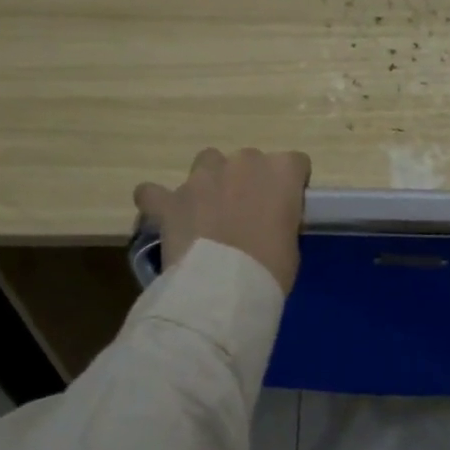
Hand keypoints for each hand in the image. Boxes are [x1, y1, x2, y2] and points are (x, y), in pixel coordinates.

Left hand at [134, 148, 310, 294]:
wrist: (223, 288)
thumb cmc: (271, 269)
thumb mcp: (292, 244)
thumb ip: (282, 220)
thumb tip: (268, 222)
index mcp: (281, 171)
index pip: (295, 164)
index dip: (289, 186)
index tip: (285, 209)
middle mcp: (242, 162)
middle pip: (249, 161)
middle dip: (248, 183)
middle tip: (247, 216)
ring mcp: (202, 177)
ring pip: (207, 162)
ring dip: (209, 182)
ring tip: (208, 213)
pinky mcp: (171, 199)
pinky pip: (155, 191)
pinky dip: (158, 201)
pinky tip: (164, 214)